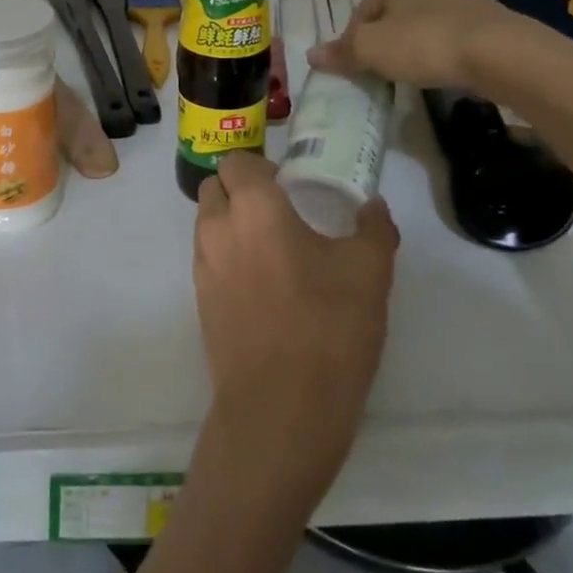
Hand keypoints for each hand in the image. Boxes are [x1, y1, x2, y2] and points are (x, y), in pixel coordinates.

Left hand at [193, 153, 397, 511]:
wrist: (281, 410)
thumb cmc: (328, 328)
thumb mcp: (369, 272)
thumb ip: (373, 228)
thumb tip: (373, 206)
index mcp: (254, 208)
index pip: (236, 162)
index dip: (260, 167)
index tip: (289, 185)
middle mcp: (217, 229)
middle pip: (215, 189)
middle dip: (241, 191)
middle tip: (281, 212)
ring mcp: (202, 268)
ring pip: (208, 225)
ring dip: (232, 224)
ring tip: (275, 251)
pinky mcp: (199, 303)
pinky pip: (208, 261)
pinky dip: (228, 258)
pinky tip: (264, 287)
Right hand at [307, 0, 539, 93]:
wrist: (499, 54)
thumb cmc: (425, 40)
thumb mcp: (371, 48)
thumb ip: (341, 52)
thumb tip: (311, 56)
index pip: (361, 10)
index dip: (354, 41)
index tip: (357, 67)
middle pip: (387, 16)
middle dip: (380, 43)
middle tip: (379, 73)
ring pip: (414, 26)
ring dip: (406, 49)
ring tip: (407, 75)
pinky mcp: (480, 18)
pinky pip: (441, 35)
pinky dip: (433, 52)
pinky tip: (435, 71)